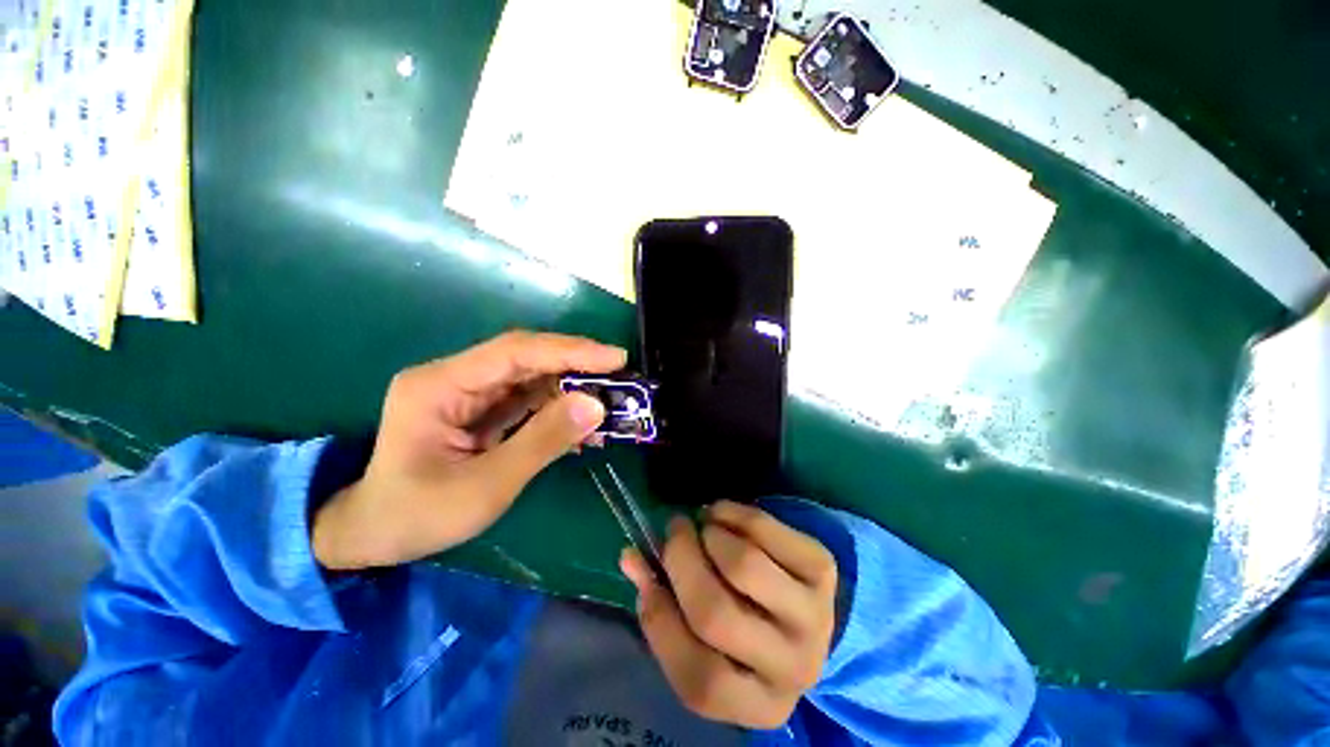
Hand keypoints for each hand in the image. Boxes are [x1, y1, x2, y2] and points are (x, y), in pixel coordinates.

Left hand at [313, 331, 625, 569]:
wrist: (374, 535)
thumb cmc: (418, 515)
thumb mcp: (486, 486)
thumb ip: (542, 442)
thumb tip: (596, 406)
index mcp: (441, 385)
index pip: (516, 352)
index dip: (570, 351)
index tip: (615, 358)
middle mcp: (456, 377)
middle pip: (528, 359)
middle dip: (578, 367)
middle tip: (622, 378)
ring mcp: (470, 393)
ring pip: (533, 378)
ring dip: (573, 390)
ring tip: (612, 405)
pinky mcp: (483, 409)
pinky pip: (529, 401)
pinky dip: (560, 410)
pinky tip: (585, 427)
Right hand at [621, 501, 837, 729]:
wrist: (805, 609)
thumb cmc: (747, 626)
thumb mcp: (707, 633)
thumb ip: (662, 601)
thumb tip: (630, 557)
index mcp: (757, 704)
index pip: (697, 676)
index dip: (661, 620)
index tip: (647, 573)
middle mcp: (792, 668)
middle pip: (716, 613)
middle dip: (681, 559)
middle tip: (673, 529)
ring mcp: (815, 617)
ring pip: (743, 565)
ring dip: (709, 534)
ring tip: (703, 526)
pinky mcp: (823, 569)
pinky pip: (765, 529)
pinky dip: (733, 513)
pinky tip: (722, 514)